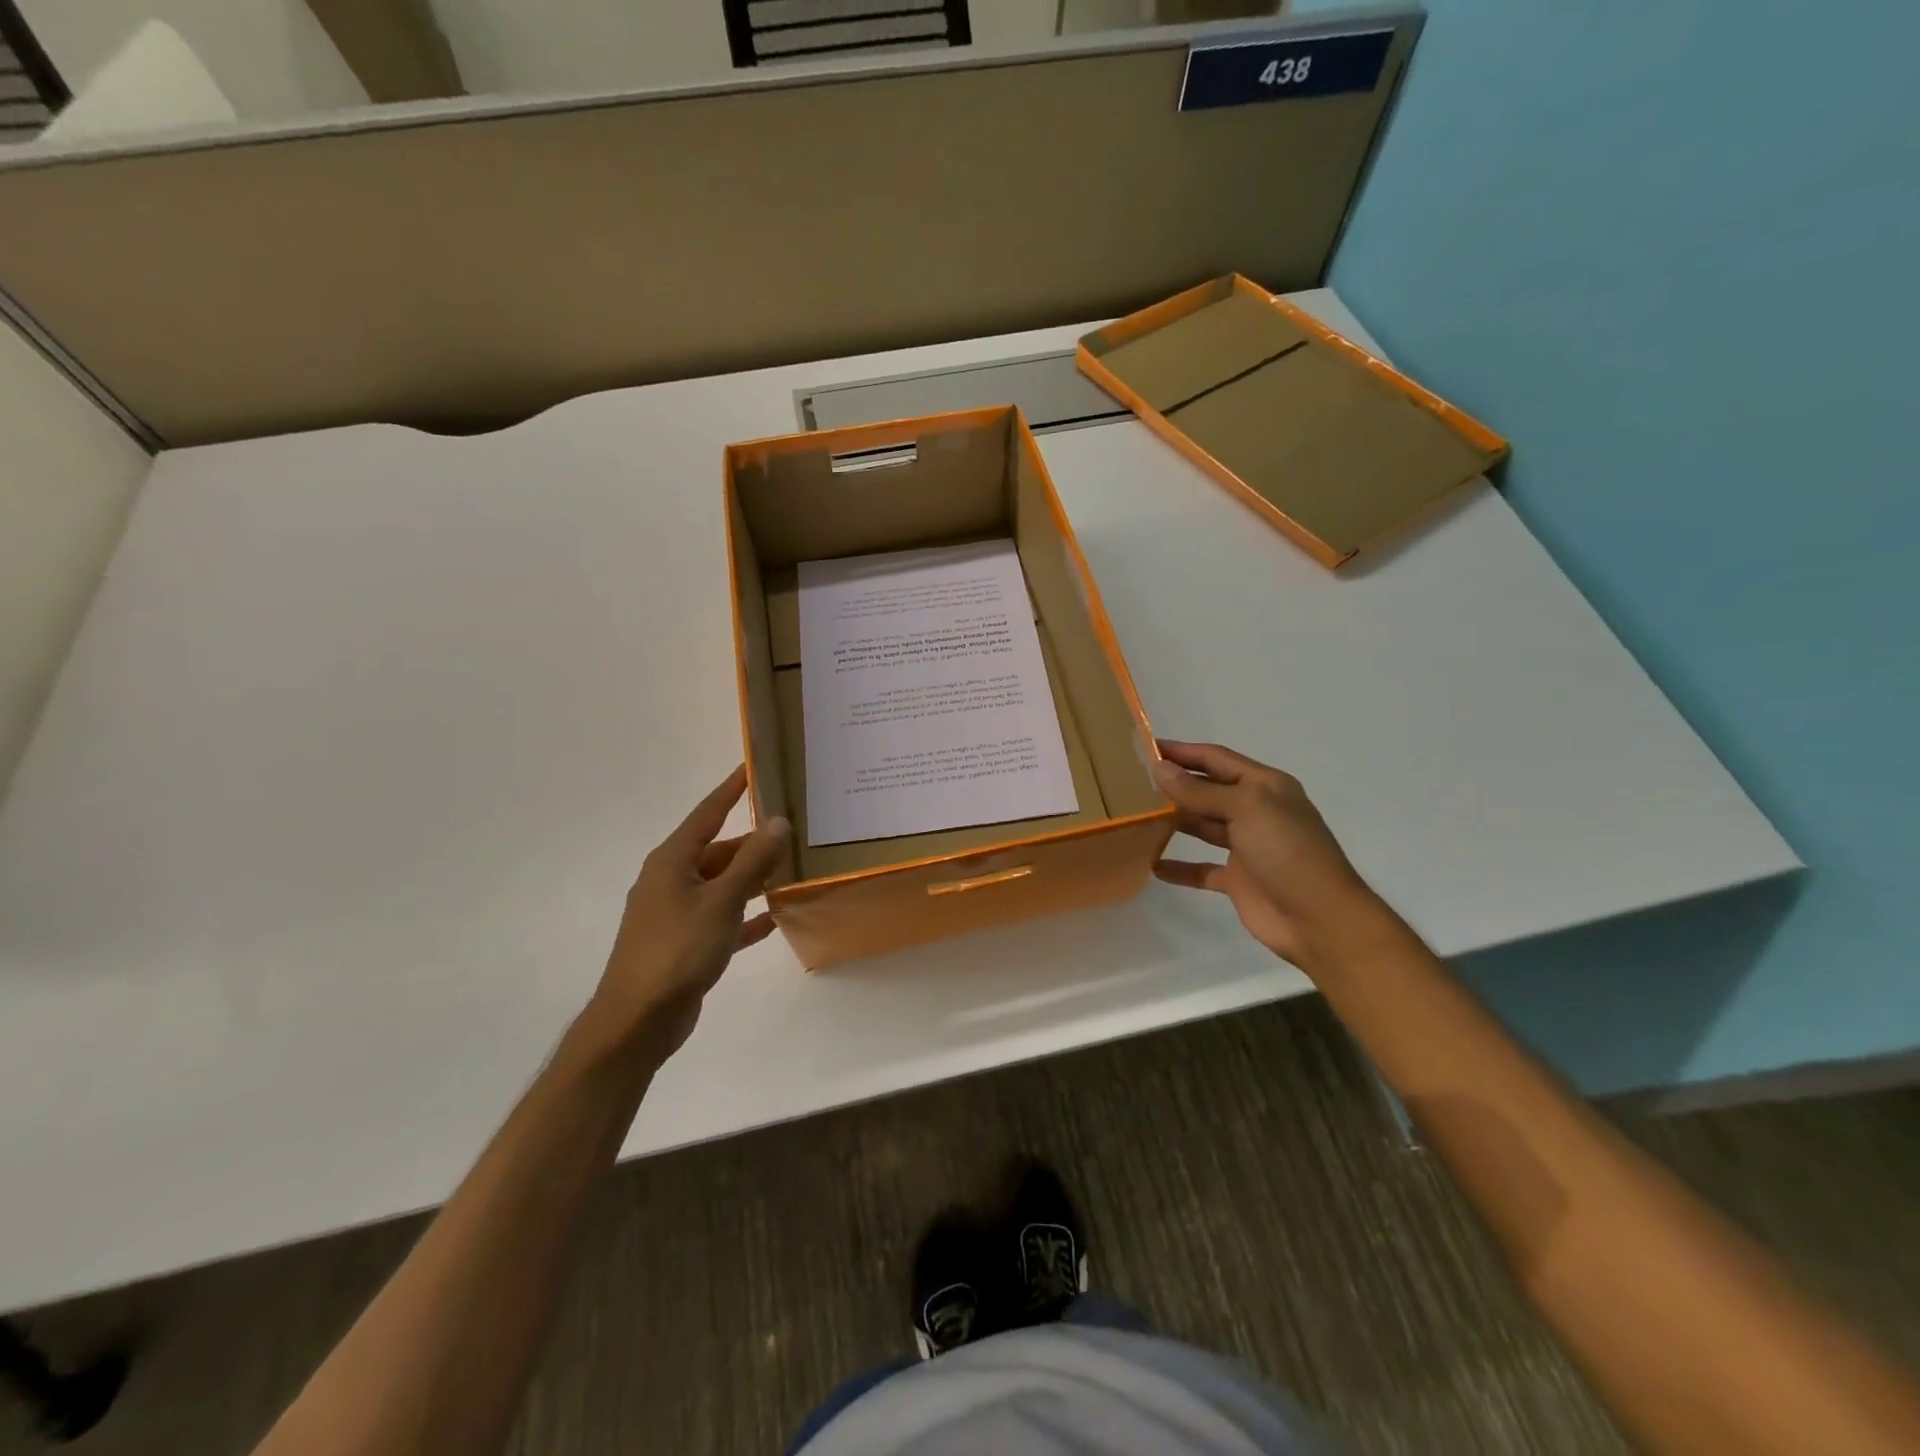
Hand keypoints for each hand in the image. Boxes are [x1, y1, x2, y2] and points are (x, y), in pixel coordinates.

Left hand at [586, 766, 789, 1059]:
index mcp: (672, 861)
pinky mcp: (685, 943)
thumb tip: (778, 821)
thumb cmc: (678, 950)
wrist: (638, 1020)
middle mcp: (672, 880)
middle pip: (719, 850)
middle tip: (794, 829)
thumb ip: (752, 861)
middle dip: (754, 841)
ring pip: (723, 884)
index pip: (708, 812)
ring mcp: (677, 913)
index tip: (753, 766)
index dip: (732, 789)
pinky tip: (775, 917)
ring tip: (794, 869)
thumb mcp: (721, 900)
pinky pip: (723, 918)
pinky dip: (745, 915)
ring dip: (754, 878)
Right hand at [1152, 741, 1388, 973]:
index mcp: (1264, 786)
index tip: (1145, 747)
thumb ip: (1200, 791)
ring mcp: (1246, 846)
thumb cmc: (1287, 851)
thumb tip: (1159, 768)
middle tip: (1131, 780)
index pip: (1216, 759)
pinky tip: (1151, 864)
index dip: (1183, 751)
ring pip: (1202, 826)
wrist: (1320, 919)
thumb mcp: (1246, 809)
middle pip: (1207, 790)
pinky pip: (1201, 868)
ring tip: (1135, 814)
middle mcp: (1255, 811)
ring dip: (1173, 820)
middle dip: (1174, 783)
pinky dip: (1178, 866)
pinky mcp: (1237, 879)